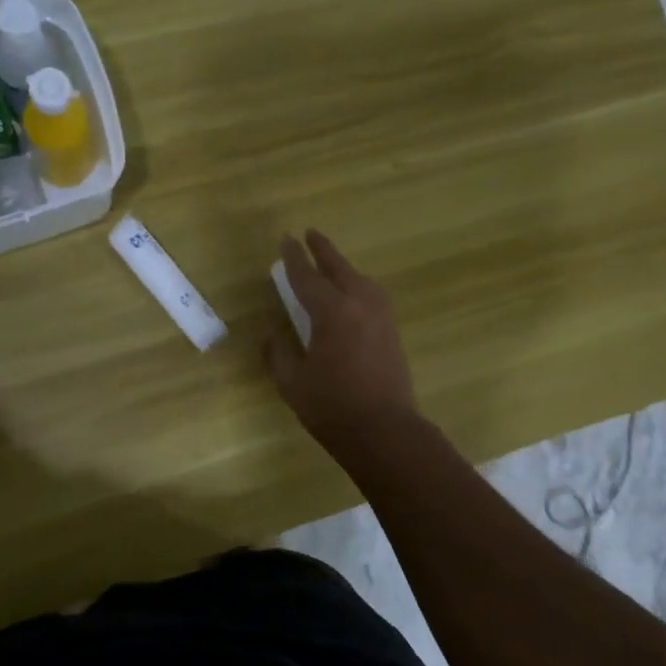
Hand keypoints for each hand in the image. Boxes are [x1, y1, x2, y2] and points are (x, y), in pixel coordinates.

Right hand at [265, 230, 419, 456]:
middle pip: (339, 268)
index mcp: (332, 312)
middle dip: (322, 250)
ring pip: (360, 279)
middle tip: (310, 234)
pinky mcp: (392, 331)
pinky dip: (357, 285)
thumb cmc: (331, 407)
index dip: (294, 258)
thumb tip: (273, 334)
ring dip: (343, 267)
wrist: (384, 431)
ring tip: (330, 263)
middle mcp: (360, 304)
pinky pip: (371, 295)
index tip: (286, 241)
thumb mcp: (292, 382)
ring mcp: (381, 316)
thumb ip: (278, 353)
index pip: (307, 277)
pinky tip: (351, 294)